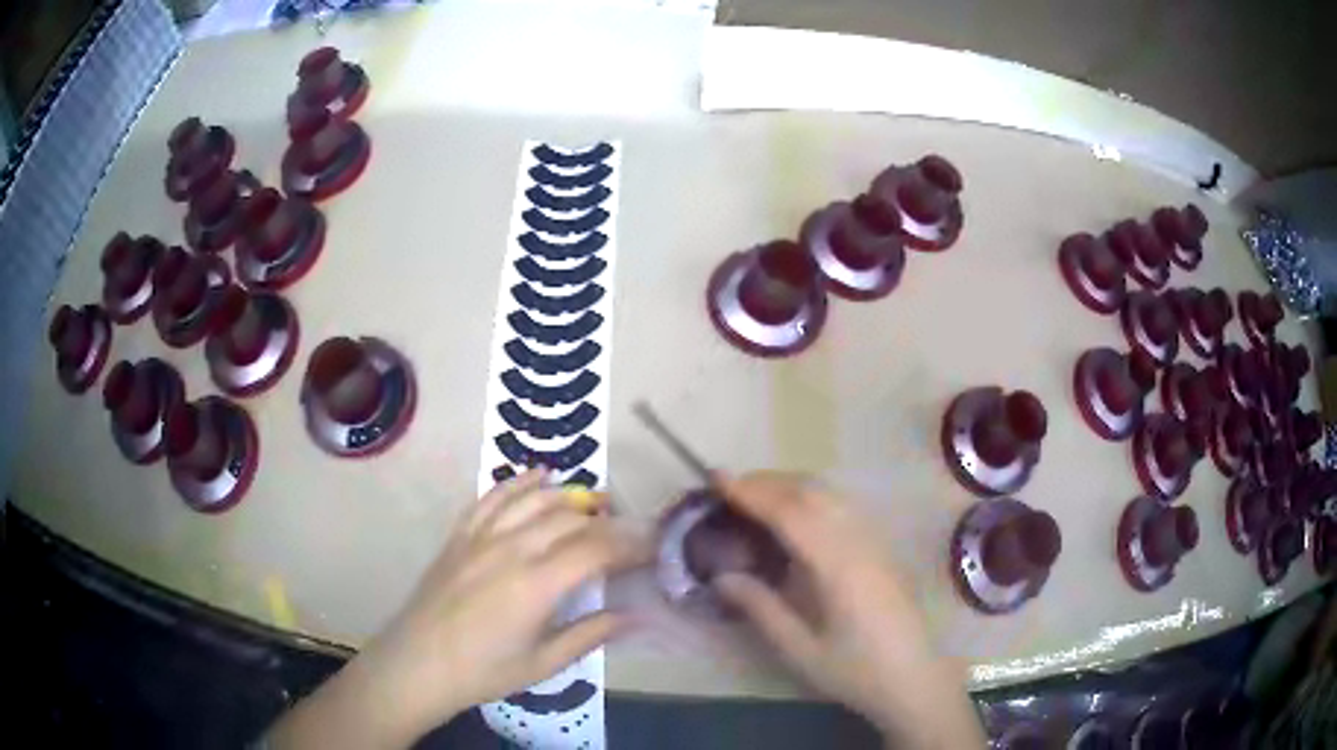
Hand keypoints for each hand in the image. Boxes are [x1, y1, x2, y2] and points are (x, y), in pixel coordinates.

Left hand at [270, 469, 645, 748]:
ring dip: (568, 495)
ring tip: (594, 501)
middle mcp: (511, 549)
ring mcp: (481, 537)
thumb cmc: (484, 671)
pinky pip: (492, 497)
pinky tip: (538, 476)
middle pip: (569, 519)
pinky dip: (518, 483)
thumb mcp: (544, 663)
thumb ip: (591, 634)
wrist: (418, 663)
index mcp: (536, 585)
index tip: (652, 546)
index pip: (596, 549)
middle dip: (606, 520)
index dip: (629, 544)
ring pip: (533, 500)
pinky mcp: (460, 535)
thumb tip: (635, 616)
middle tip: (629, 530)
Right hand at [711, 471, 981, 748]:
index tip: (716, 478)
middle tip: (728, 488)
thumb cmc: (855, 671)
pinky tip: (796, 517)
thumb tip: (721, 576)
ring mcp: (875, 540)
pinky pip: (843, 505)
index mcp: (837, 565)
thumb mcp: (800, 650)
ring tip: (755, 497)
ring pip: (830, 493)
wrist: (914, 677)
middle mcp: (859, 541)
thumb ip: (761, 608)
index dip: (751, 493)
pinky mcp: (882, 547)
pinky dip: (811, 497)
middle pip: (811, 492)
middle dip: (767, 482)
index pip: (789, 513)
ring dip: (790, 485)